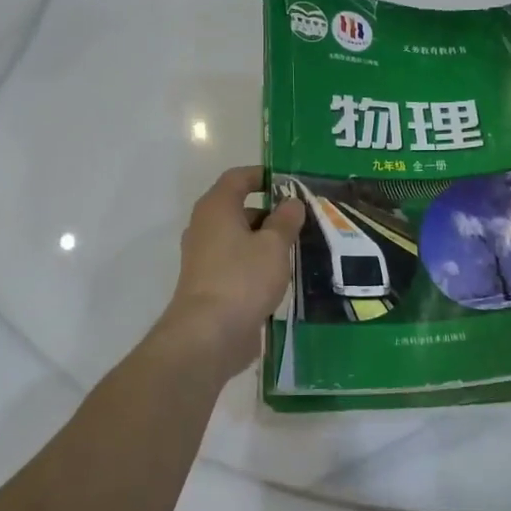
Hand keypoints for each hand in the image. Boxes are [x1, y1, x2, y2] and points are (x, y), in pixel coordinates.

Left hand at [156, 166, 305, 378]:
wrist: (209, 334)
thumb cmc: (242, 279)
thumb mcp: (273, 245)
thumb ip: (285, 221)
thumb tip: (292, 202)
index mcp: (216, 208)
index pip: (238, 177)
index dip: (264, 176)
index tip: (292, 184)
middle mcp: (205, 227)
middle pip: (240, 209)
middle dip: (272, 213)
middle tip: (305, 221)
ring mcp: (205, 257)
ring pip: (241, 239)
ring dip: (267, 241)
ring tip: (300, 249)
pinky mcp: (211, 284)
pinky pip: (238, 263)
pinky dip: (258, 264)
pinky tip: (282, 276)